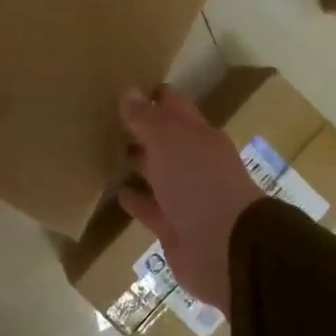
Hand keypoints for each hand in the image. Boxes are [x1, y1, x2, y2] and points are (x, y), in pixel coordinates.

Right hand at [118, 85, 261, 312]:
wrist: (225, 248)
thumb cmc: (199, 183)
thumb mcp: (169, 141)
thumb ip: (147, 118)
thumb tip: (129, 90)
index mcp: (200, 137)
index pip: (175, 108)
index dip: (156, 97)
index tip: (129, 87)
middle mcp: (196, 164)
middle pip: (168, 141)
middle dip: (145, 130)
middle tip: (111, 118)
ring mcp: (187, 198)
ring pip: (159, 174)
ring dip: (140, 165)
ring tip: (110, 153)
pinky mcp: (175, 228)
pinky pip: (152, 209)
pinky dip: (137, 201)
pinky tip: (119, 194)